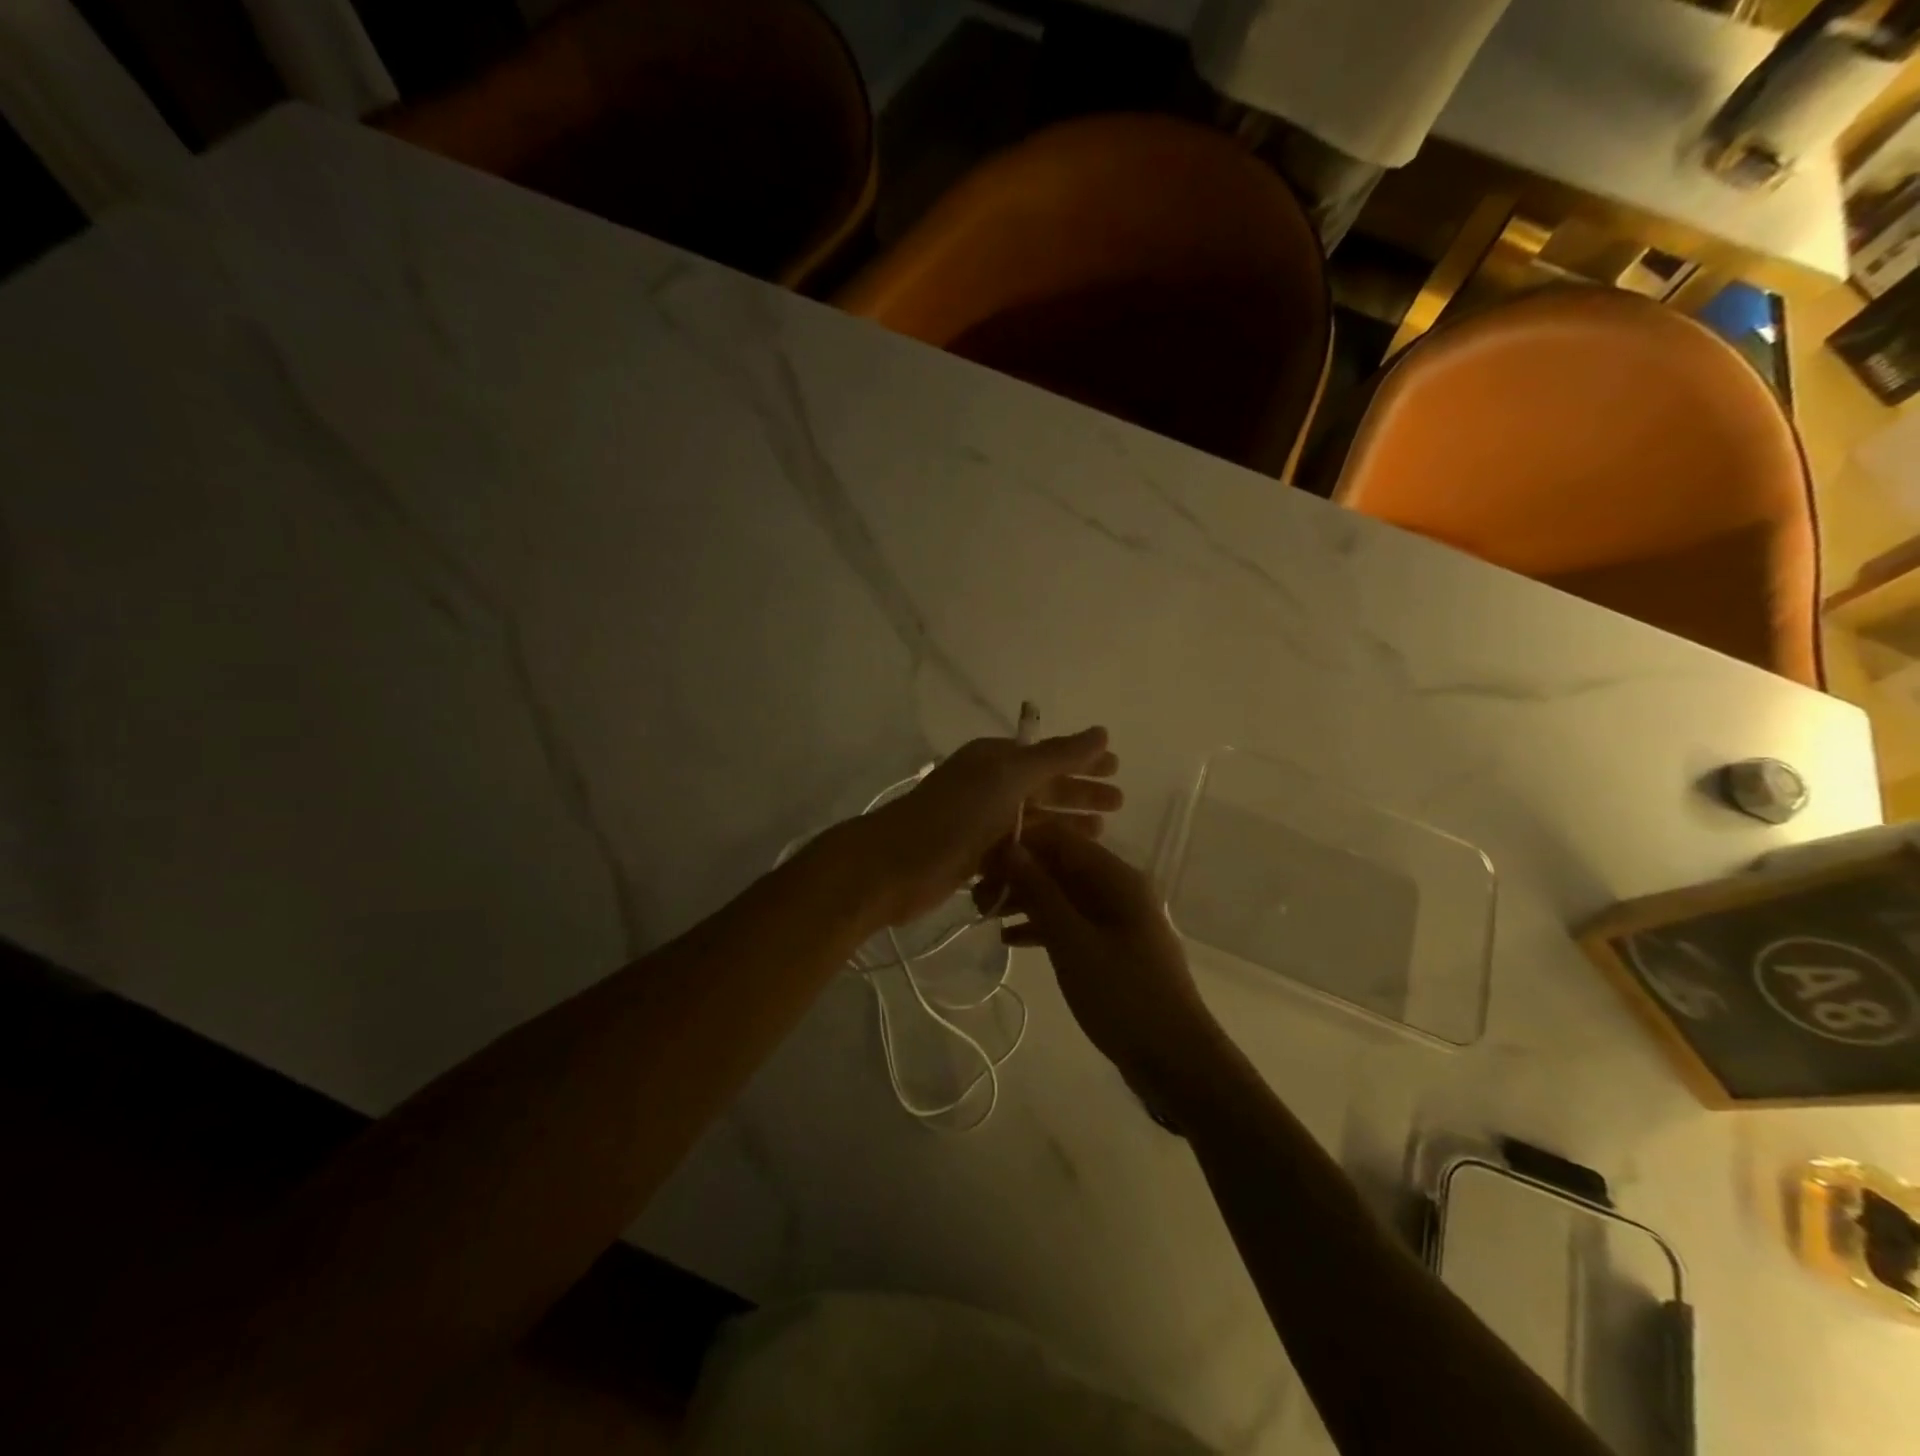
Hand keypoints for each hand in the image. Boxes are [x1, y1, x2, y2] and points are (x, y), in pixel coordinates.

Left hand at [849, 727, 1120, 928]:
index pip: (1048, 756)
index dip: (1082, 761)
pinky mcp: (974, 857)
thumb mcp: (1011, 777)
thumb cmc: (957, 815)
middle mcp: (989, 787)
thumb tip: (1101, 731)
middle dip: (1080, 794)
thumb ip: (1058, 756)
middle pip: (1044, 787)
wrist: (896, 865)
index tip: (1117, 769)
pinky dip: (1040, 853)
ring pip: (1033, 821)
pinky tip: (1065, 866)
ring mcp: (981, 823)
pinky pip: (1017, 850)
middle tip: (1119, 804)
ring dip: (1065, 825)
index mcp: (995, 760)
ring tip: (1101, 834)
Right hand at [982, 823, 1220, 1094]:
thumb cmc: (1123, 996)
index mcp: (1117, 877)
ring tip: (983, 916)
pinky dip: (1041, 926)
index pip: (1061, 839)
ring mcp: (1116, 919)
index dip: (1019, 844)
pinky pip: (1070, 922)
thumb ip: (1040, 893)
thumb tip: (1009, 849)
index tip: (979, 862)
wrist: (1175, 1061)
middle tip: (976, 896)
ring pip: (1062, 895)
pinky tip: (1008, 940)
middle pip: (1059, 866)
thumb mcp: (1073, 942)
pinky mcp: (1111, 947)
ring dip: (1025, 900)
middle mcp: (1118, 888)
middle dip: (1017, 874)